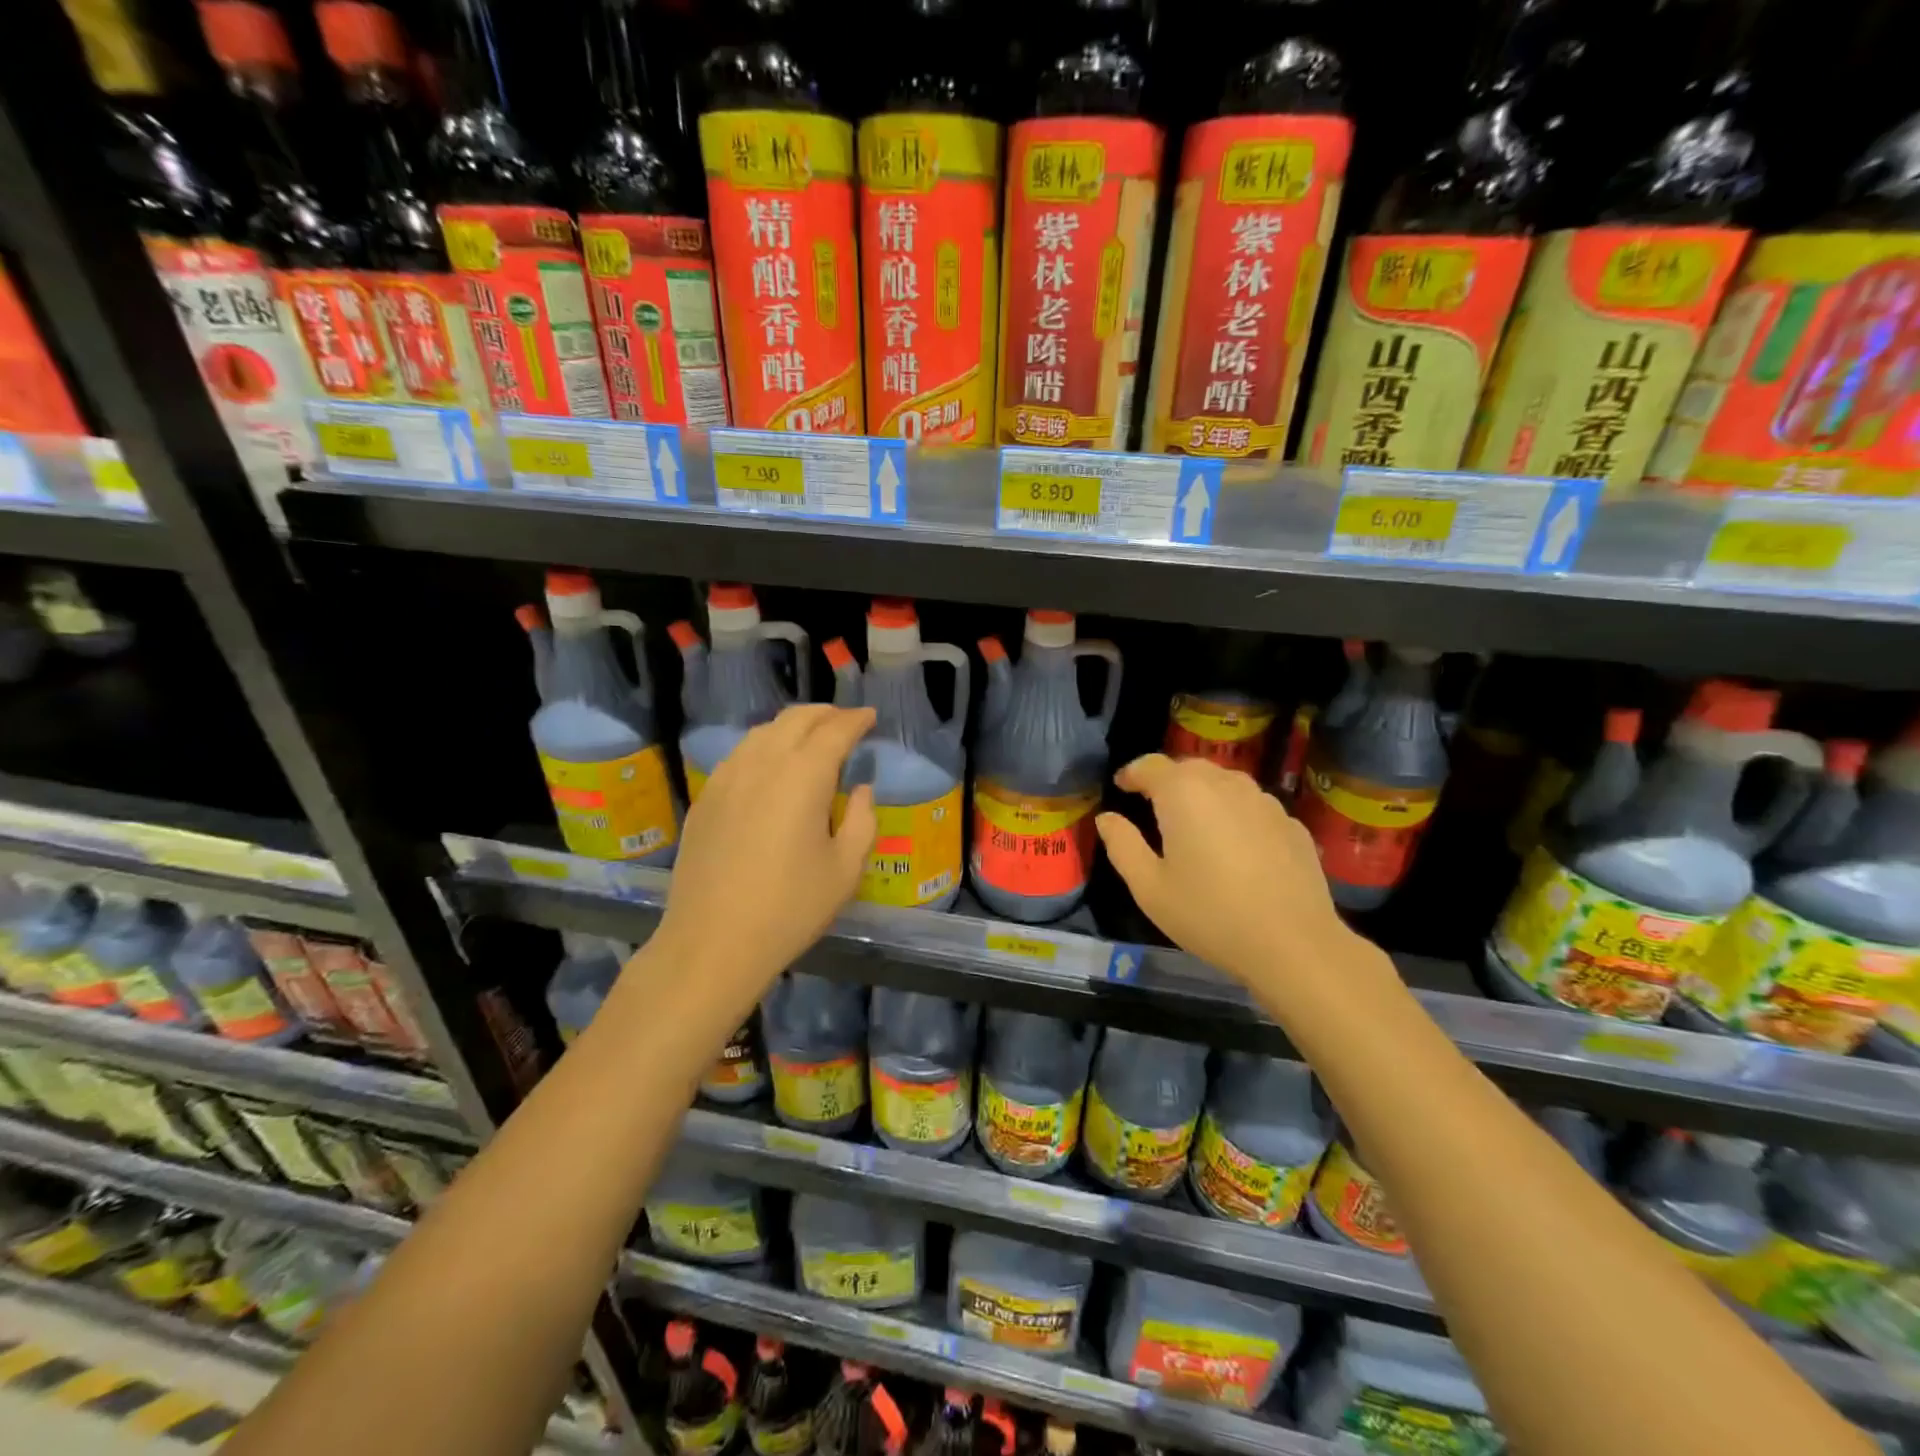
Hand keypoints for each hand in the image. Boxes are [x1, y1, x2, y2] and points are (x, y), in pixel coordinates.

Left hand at [651, 705, 876, 995]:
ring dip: (792, 726)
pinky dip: (764, 746)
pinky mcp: (706, 797)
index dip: (856, 720)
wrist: (712, 942)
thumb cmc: (790, 908)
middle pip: (796, 719)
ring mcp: (727, 777)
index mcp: (804, 776)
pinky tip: (770, 765)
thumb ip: (863, 821)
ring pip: (763, 732)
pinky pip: (739, 754)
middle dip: (825, 714)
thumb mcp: (845, 870)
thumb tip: (861, 790)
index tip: (870, 717)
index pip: (835, 731)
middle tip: (845, 721)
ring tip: (811, 738)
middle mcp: (763, 763)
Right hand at [1097, 754, 1353, 993]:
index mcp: (1184, 792)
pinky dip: (1235, 815)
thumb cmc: (1209, 914)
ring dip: (1203, 794)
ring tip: (1193, 824)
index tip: (1122, 787)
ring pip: (1224, 784)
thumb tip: (1107, 818)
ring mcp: (1264, 801)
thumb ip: (1122, 845)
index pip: (1150, 765)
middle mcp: (1225, 784)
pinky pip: (1252, 807)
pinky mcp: (1291, 823)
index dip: (1132, 773)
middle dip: (1167, 781)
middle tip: (1153, 806)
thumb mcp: (1149, 887)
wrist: (1294, 944)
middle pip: (1189, 769)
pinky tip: (1235, 848)